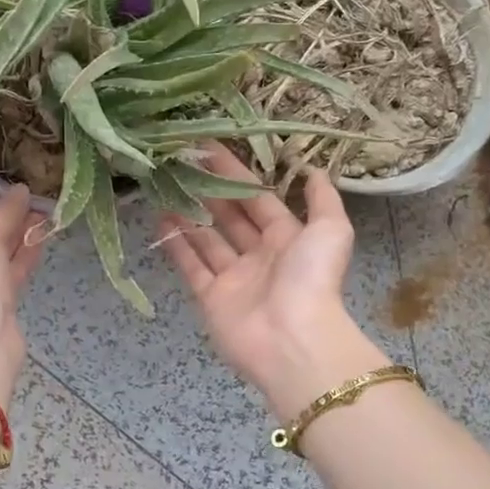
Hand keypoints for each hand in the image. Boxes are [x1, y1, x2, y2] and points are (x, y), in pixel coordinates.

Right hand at [155, 150, 390, 419]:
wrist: (292, 340)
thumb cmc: (311, 279)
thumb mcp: (330, 230)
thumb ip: (323, 199)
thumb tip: (313, 170)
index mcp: (287, 238)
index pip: (257, 199)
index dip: (235, 173)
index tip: (209, 148)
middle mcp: (259, 256)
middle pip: (229, 216)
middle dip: (207, 191)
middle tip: (180, 162)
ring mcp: (233, 278)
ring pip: (206, 239)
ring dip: (188, 214)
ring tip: (164, 185)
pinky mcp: (210, 298)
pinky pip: (191, 266)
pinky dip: (176, 244)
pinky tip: (159, 218)